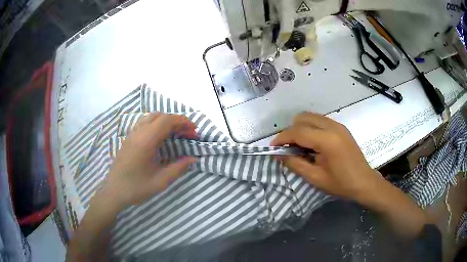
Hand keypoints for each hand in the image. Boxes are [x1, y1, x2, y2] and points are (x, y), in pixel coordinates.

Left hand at [101, 113, 196, 209]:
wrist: (114, 191)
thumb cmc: (136, 188)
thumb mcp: (160, 182)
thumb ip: (178, 168)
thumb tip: (193, 159)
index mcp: (146, 141)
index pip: (167, 121)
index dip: (183, 122)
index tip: (194, 130)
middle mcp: (138, 133)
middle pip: (160, 116)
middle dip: (176, 121)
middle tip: (188, 133)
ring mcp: (132, 134)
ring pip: (151, 117)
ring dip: (166, 121)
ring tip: (176, 133)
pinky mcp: (129, 138)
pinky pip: (144, 123)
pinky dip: (156, 124)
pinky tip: (160, 136)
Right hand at [271, 112, 381, 201]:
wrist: (364, 181)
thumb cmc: (340, 183)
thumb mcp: (315, 177)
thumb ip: (295, 163)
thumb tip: (278, 155)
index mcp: (327, 140)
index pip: (298, 132)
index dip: (282, 138)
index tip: (273, 147)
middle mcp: (332, 126)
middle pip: (303, 118)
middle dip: (291, 131)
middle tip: (288, 148)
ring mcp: (338, 125)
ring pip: (311, 117)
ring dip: (301, 128)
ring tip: (300, 147)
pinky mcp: (341, 127)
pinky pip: (320, 121)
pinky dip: (311, 128)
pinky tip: (312, 144)